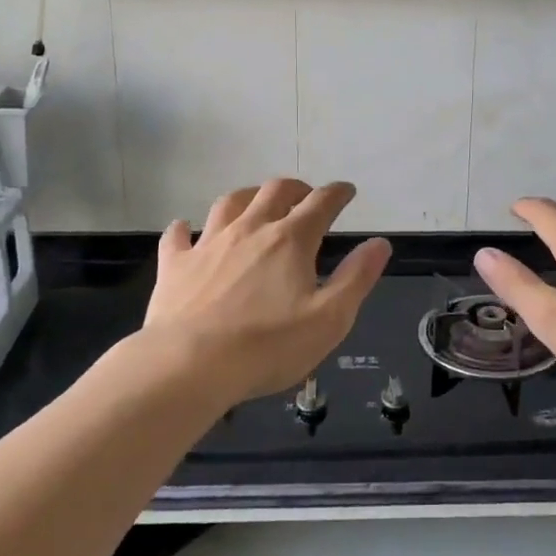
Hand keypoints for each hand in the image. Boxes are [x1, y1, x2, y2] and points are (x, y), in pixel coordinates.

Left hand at [142, 179, 391, 402]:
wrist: (188, 366)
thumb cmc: (267, 346)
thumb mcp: (330, 318)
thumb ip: (357, 278)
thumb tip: (380, 244)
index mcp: (290, 240)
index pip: (321, 203)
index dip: (338, 193)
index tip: (347, 191)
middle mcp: (250, 229)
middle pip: (275, 191)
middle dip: (296, 189)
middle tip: (305, 197)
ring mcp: (209, 243)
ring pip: (229, 203)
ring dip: (248, 197)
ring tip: (255, 204)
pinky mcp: (176, 265)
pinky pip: (178, 236)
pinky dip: (185, 229)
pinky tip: (186, 230)